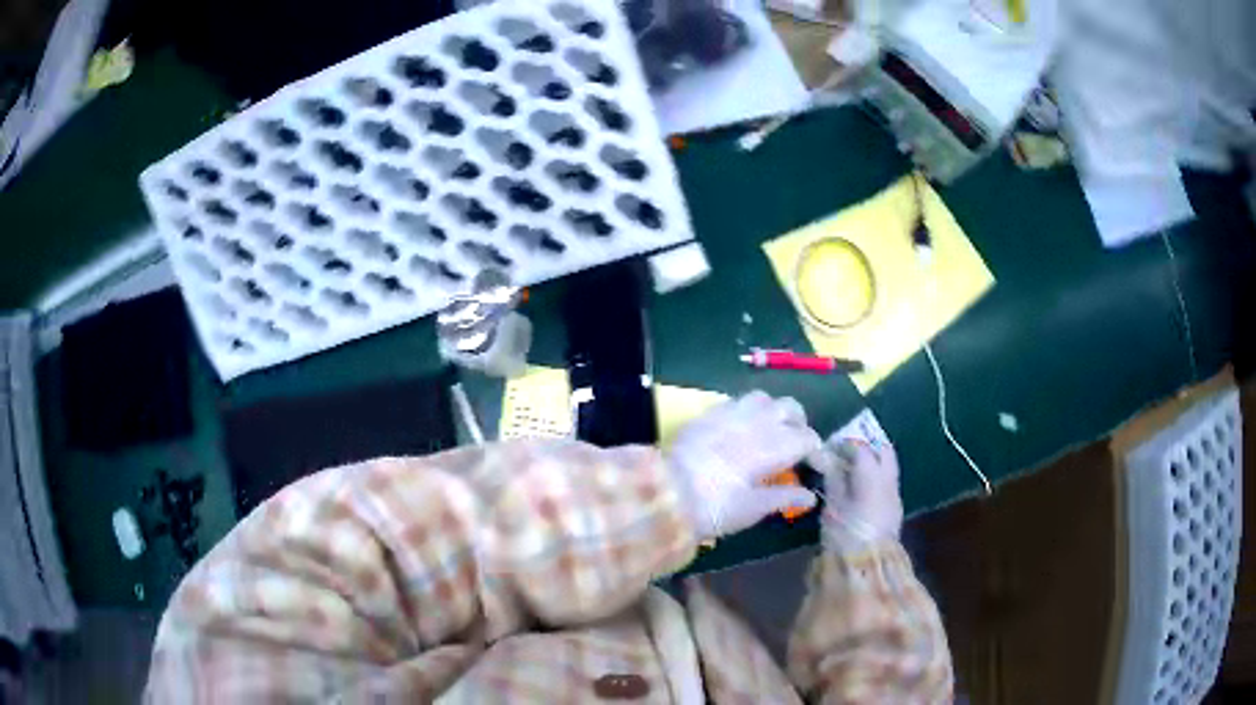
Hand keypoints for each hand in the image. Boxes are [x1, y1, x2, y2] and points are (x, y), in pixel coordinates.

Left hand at [669, 391, 820, 540]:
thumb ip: (784, 496)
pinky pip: (736, 401)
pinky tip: (741, 429)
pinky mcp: (708, 413)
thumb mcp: (754, 508)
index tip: (816, 466)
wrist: (666, 494)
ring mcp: (731, 412)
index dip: (816, 451)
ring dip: (774, 411)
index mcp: (774, 445)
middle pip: (791, 408)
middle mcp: (757, 421)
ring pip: (765, 398)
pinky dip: (748, 411)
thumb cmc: (716, 506)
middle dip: (799, 423)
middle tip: (797, 445)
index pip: (807, 438)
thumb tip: (810, 496)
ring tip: (770, 431)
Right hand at [807, 437, 903, 548]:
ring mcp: (895, 494)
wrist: (867, 566)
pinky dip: (876, 476)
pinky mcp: (895, 508)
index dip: (845, 444)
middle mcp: (888, 481)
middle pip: (884, 451)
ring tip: (853, 467)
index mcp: (871, 478)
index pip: (861, 449)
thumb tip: (828, 459)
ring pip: (889, 465)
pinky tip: (862, 486)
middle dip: (868, 446)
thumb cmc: (845, 535)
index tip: (831, 447)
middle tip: (848, 450)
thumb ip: (833, 479)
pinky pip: (888, 481)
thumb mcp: (832, 506)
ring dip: (874, 461)